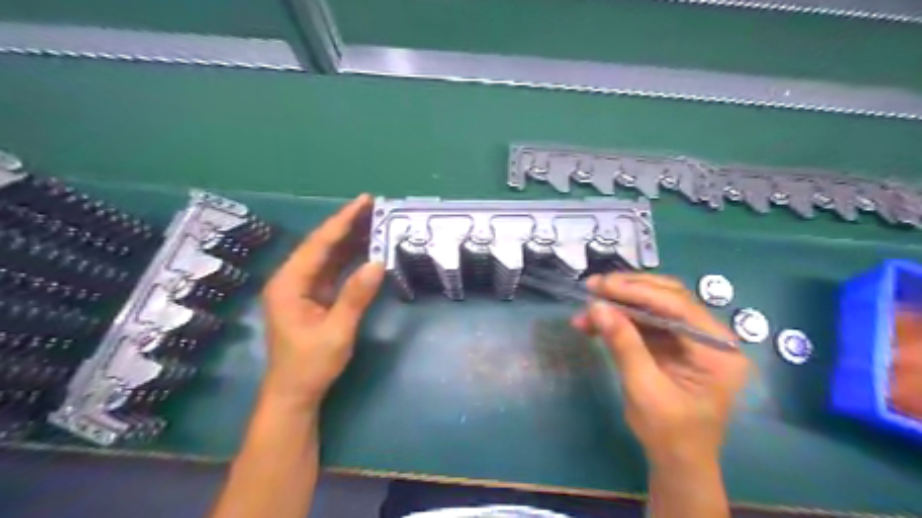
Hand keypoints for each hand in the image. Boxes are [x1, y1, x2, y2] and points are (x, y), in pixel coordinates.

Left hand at [260, 192, 386, 411]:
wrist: (295, 393)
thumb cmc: (310, 365)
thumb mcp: (336, 332)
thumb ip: (355, 296)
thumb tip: (378, 263)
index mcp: (289, 284)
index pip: (318, 244)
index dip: (342, 221)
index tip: (364, 202)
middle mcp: (292, 279)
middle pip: (321, 244)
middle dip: (347, 224)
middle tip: (374, 206)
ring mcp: (302, 287)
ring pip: (327, 255)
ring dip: (350, 239)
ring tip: (374, 222)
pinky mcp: (313, 296)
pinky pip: (332, 270)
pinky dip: (349, 258)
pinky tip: (366, 249)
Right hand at [575, 275, 747, 469]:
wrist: (677, 462)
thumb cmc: (669, 433)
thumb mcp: (644, 390)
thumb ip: (624, 345)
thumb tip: (597, 307)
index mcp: (716, 349)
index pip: (677, 306)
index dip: (637, 291)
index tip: (601, 286)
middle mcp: (709, 337)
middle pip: (667, 297)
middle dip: (627, 291)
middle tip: (592, 287)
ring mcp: (691, 338)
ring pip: (653, 306)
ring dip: (618, 305)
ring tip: (586, 309)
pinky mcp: (673, 343)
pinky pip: (645, 322)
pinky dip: (619, 320)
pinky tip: (593, 323)